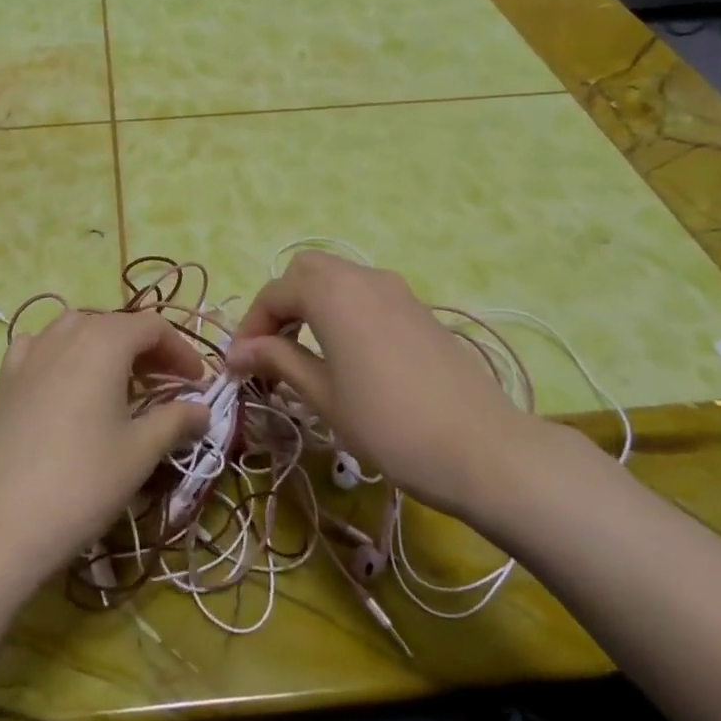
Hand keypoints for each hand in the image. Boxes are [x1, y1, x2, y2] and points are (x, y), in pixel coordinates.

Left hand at [0, 311, 209, 594]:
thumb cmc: (80, 483)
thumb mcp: (139, 453)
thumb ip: (175, 421)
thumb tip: (202, 411)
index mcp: (102, 342)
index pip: (152, 326)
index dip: (181, 350)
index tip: (198, 384)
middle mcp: (64, 335)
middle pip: (114, 324)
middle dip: (146, 350)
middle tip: (167, 387)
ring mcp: (27, 355)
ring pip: (76, 331)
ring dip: (106, 348)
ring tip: (121, 385)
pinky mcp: (4, 380)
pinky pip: (41, 348)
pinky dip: (64, 355)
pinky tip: (67, 385)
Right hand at [226, 252, 598, 536]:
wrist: (482, 449)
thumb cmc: (388, 424)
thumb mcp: (323, 395)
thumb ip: (279, 361)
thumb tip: (238, 352)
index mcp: (332, 293)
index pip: (274, 293)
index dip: (250, 327)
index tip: (240, 366)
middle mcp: (363, 278)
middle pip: (306, 272)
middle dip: (281, 305)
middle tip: (272, 351)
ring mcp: (397, 291)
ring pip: (339, 279)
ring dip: (311, 306)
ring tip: (304, 356)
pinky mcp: (420, 311)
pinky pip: (367, 295)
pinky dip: (342, 312)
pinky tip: (346, 356)